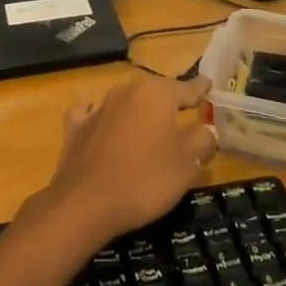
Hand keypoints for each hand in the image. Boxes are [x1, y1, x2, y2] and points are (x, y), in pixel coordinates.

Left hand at [34, 74, 217, 246]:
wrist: (86, 202)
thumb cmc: (145, 180)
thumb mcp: (187, 165)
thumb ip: (201, 141)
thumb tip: (207, 129)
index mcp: (157, 95)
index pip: (186, 88)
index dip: (199, 88)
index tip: (208, 83)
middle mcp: (127, 91)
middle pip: (155, 91)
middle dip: (169, 99)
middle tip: (182, 108)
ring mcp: (99, 107)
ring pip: (125, 100)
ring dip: (137, 108)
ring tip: (148, 119)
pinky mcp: (77, 126)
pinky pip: (91, 112)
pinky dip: (98, 113)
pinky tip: (97, 116)